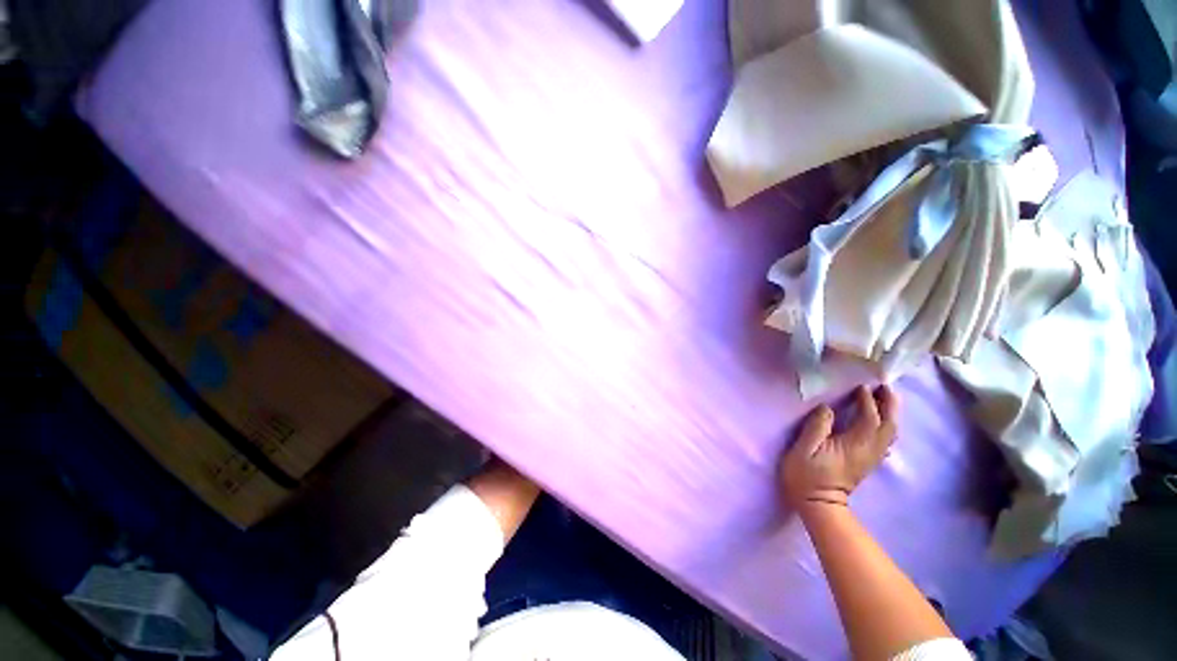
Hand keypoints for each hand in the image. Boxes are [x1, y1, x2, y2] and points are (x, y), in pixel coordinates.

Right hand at [780, 385, 897, 510]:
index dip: (868, 401)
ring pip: (890, 433)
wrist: (819, 505)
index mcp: (854, 446)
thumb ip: (816, 427)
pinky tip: (881, 420)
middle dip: (889, 404)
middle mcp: (869, 451)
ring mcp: (871, 457)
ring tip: (885, 398)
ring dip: (891, 414)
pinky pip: (886, 440)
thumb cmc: (806, 476)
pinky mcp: (868, 461)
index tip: (861, 387)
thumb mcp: (803, 450)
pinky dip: (887, 426)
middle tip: (885, 386)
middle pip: (888, 425)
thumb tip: (827, 408)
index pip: (870, 419)